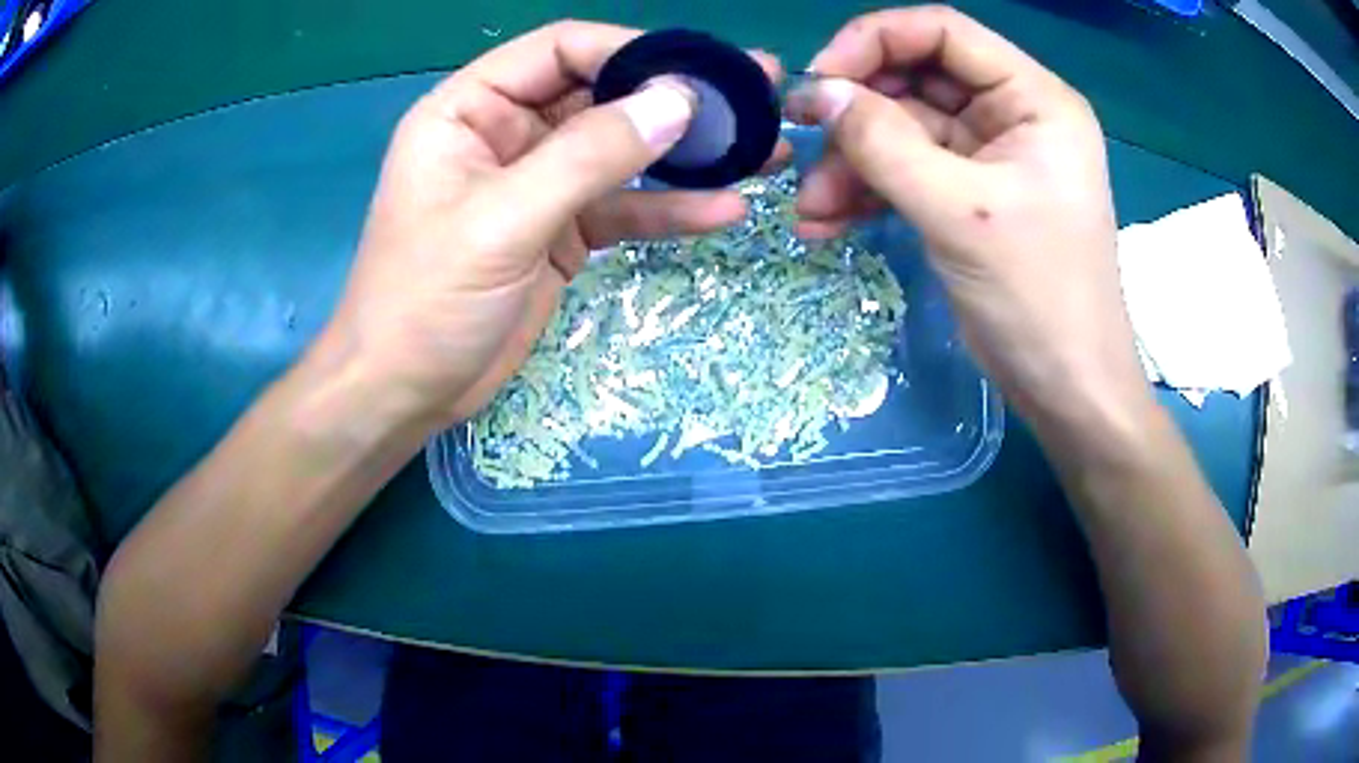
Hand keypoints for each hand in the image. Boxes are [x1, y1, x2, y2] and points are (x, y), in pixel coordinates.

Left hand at [321, 21, 783, 425]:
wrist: (406, 394)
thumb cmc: (425, 301)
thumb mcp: (502, 221)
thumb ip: (589, 156)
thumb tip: (678, 101)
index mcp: (470, 109)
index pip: (560, 51)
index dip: (630, 51)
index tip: (701, 72)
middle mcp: (507, 133)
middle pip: (602, 95)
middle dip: (676, 99)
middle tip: (757, 97)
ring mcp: (539, 184)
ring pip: (622, 153)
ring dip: (689, 155)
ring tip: (765, 151)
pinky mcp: (562, 231)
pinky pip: (623, 209)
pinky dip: (670, 210)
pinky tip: (725, 210)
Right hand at [788, 7, 1152, 423]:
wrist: (1066, 389)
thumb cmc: (1038, 297)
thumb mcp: (960, 212)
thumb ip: (885, 143)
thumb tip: (817, 94)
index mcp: (1034, 99)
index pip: (943, 31)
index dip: (875, 41)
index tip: (821, 79)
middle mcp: (1012, 114)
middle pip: (916, 80)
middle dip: (857, 115)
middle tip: (801, 145)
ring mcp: (989, 156)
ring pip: (903, 131)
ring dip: (852, 165)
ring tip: (812, 211)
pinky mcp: (969, 195)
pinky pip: (907, 173)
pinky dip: (868, 193)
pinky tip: (828, 224)